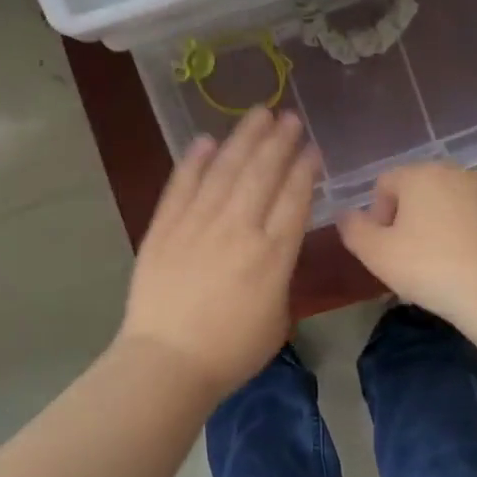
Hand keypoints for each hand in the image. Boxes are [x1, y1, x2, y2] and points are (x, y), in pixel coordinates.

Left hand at [118, 108, 320, 401]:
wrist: (168, 361)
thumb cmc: (231, 352)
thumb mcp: (277, 318)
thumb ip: (280, 275)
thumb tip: (273, 247)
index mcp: (273, 254)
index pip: (294, 198)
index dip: (304, 169)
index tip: (311, 148)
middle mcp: (238, 228)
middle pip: (262, 173)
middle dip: (279, 142)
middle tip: (289, 117)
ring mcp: (197, 224)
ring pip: (224, 170)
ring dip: (243, 139)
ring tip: (258, 114)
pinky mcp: (164, 228)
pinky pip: (181, 186)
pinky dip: (194, 162)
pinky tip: (205, 141)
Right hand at [335, 164, 476, 324]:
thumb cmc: (429, 268)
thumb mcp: (375, 253)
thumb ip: (353, 228)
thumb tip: (346, 215)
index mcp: (421, 174)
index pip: (384, 184)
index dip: (376, 216)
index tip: (384, 248)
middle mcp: (457, 172)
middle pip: (417, 190)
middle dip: (407, 219)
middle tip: (407, 257)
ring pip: (448, 204)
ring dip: (436, 226)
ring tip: (437, 264)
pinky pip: (475, 220)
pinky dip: (465, 235)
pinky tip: (466, 267)